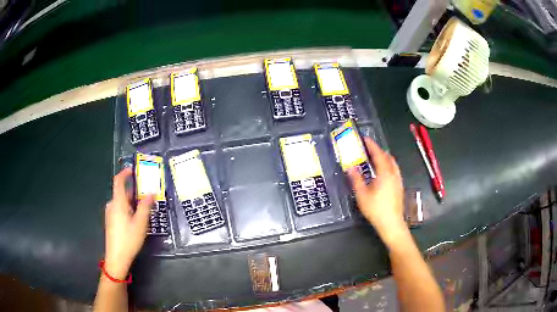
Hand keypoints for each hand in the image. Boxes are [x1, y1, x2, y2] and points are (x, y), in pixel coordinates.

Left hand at [104, 168, 153, 278]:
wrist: (116, 258)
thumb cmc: (128, 239)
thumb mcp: (140, 223)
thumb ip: (145, 206)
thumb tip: (151, 192)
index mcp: (118, 202)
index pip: (119, 181)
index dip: (125, 172)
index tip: (134, 169)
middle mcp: (112, 205)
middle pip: (122, 192)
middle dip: (134, 190)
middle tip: (147, 193)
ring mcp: (110, 214)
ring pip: (122, 202)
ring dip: (132, 201)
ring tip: (145, 208)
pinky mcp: (111, 221)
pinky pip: (120, 209)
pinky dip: (128, 208)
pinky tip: (136, 219)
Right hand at [348, 138, 405, 245]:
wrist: (391, 223)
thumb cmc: (376, 209)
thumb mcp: (362, 194)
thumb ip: (356, 179)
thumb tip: (350, 167)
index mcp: (385, 173)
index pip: (378, 154)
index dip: (372, 145)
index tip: (365, 138)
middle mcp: (394, 174)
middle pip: (388, 157)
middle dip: (378, 150)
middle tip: (368, 149)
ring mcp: (398, 180)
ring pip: (392, 163)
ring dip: (384, 158)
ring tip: (375, 159)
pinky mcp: (400, 187)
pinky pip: (394, 170)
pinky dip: (388, 165)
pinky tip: (382, 173)